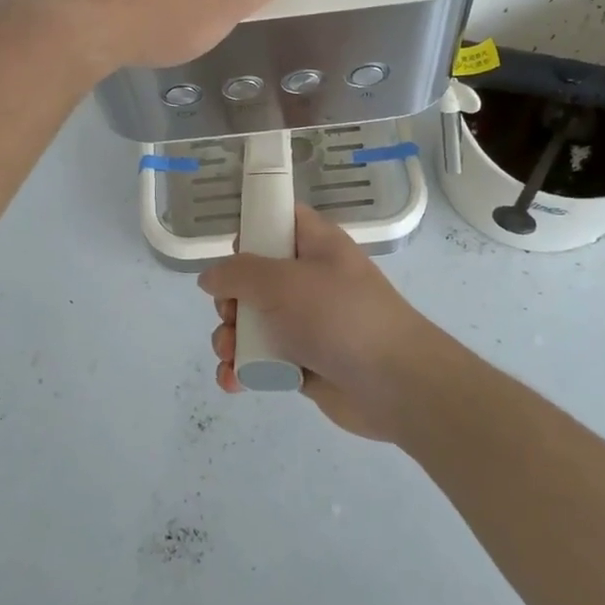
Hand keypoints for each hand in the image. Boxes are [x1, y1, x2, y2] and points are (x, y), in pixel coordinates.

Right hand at [198, 205, 442, 440]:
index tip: (231, 252)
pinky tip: (234, 381)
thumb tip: (210, 277)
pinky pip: (263, 359)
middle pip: (254, 278)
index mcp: (316, 245)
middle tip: (229, 314)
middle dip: (229, 299)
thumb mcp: (282, 282)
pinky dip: (245, 369)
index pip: (280, 220)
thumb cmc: (339, 317)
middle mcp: (310, 280)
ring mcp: (307, 323)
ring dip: (231, 339)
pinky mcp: (303, 362)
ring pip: (253, 322)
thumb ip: (238, 274)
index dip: (252, 229)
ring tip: (230, 354)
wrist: (394, 384)